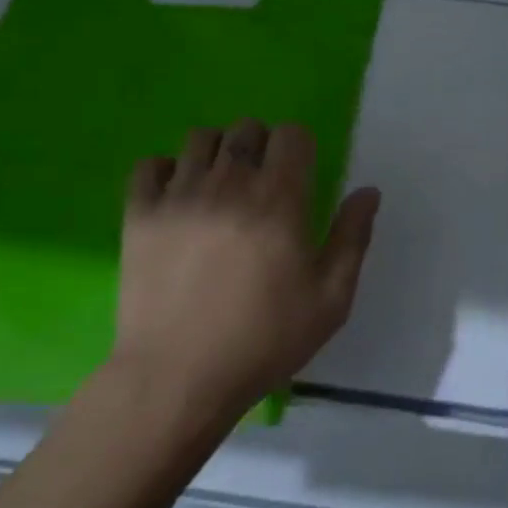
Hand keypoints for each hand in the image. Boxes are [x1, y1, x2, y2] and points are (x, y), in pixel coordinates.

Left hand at [110, 119, 379, 424]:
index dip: (300, 148)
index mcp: (279, 200)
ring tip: (220, 187)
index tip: (299, 177)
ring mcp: (178, 196)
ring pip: (200, 138)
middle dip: (262, 146)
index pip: (291, 135)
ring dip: (217, 153)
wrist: (177, 379)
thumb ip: (353, 237)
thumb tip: (368, 192)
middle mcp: (228, 184)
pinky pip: (149, 165)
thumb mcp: (330, 299)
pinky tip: (178, 198)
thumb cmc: (264, 340)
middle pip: (246, 128)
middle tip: (263, 185)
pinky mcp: (140, 214)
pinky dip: (166, 171)